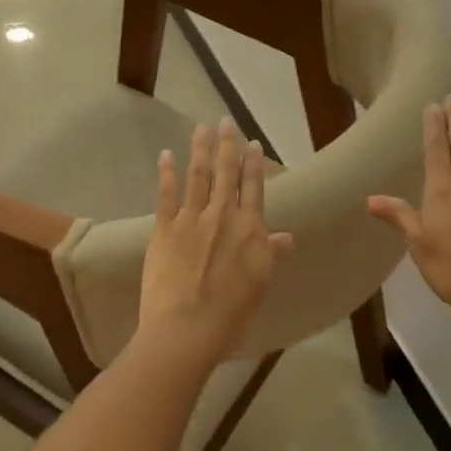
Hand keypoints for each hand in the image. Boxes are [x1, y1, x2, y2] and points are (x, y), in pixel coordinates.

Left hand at [137, 118, 293, 358]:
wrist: (187, 329)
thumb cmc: (231, 315)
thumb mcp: (260, 285)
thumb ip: (270, 255)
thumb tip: (286, 235)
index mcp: (250, 229)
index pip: (253, 188)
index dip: (253, 164)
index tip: (252, 143)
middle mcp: (222, 216)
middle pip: (226, 173)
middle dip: (226, 146)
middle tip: (224, 122)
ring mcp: (191, 220)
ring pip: (198, 176)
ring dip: (200, 150)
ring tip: (201, 128)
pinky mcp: (164, 230)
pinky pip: (165, 195)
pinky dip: (166, 173)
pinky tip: (166, 155)